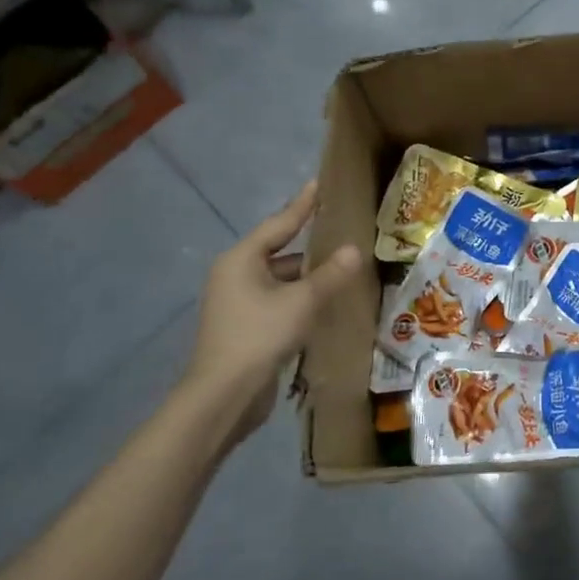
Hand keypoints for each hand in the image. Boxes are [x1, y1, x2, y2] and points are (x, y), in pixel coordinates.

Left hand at [179, 181, 362, 444]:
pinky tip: (325, 303)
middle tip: (342, 232)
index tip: (319, 184)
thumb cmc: (259, 335)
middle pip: (279, 251)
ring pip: (280, 280)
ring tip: (342, 269)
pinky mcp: (245, 327)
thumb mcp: (302, 301)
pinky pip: (278, 301)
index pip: (279, 223)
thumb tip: (354, 249)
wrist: (223, 395)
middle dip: (310, 246)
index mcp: (242, 260)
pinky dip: (300, 298)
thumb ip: (330, 274)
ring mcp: (238, 303)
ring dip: (308, 277)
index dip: (303, 205)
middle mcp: (235, 275)